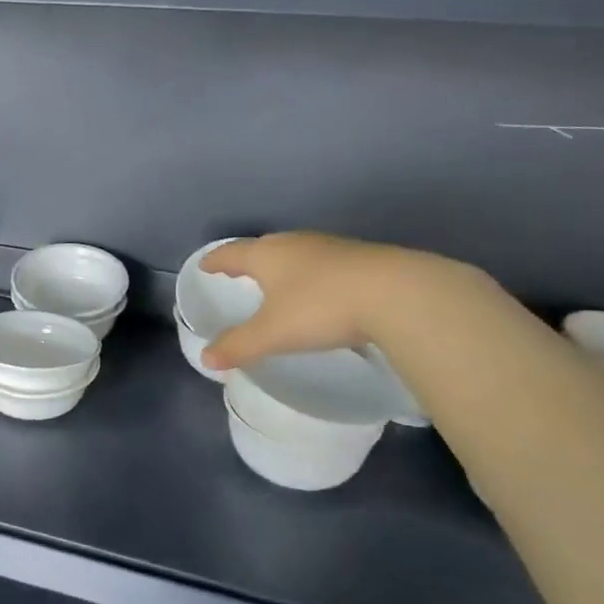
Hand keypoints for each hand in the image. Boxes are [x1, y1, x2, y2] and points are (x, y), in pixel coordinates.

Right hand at [199, 232, 437, 371]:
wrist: (398, 293)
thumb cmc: (320, 307)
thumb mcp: (272, 333)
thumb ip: (238, 345)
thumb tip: (206, 359)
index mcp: (267, 255)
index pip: (232, 253)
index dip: (216, 261)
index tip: (206, 266)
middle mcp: (296, 244)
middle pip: (264, 247)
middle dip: (249, 260)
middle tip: (239, 272)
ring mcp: (331, 248)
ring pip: (297, 253)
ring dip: (284, 266)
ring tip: (278, 281)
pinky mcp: (363, 258)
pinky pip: (325, 264)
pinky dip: (313, 275)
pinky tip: (322, 291)